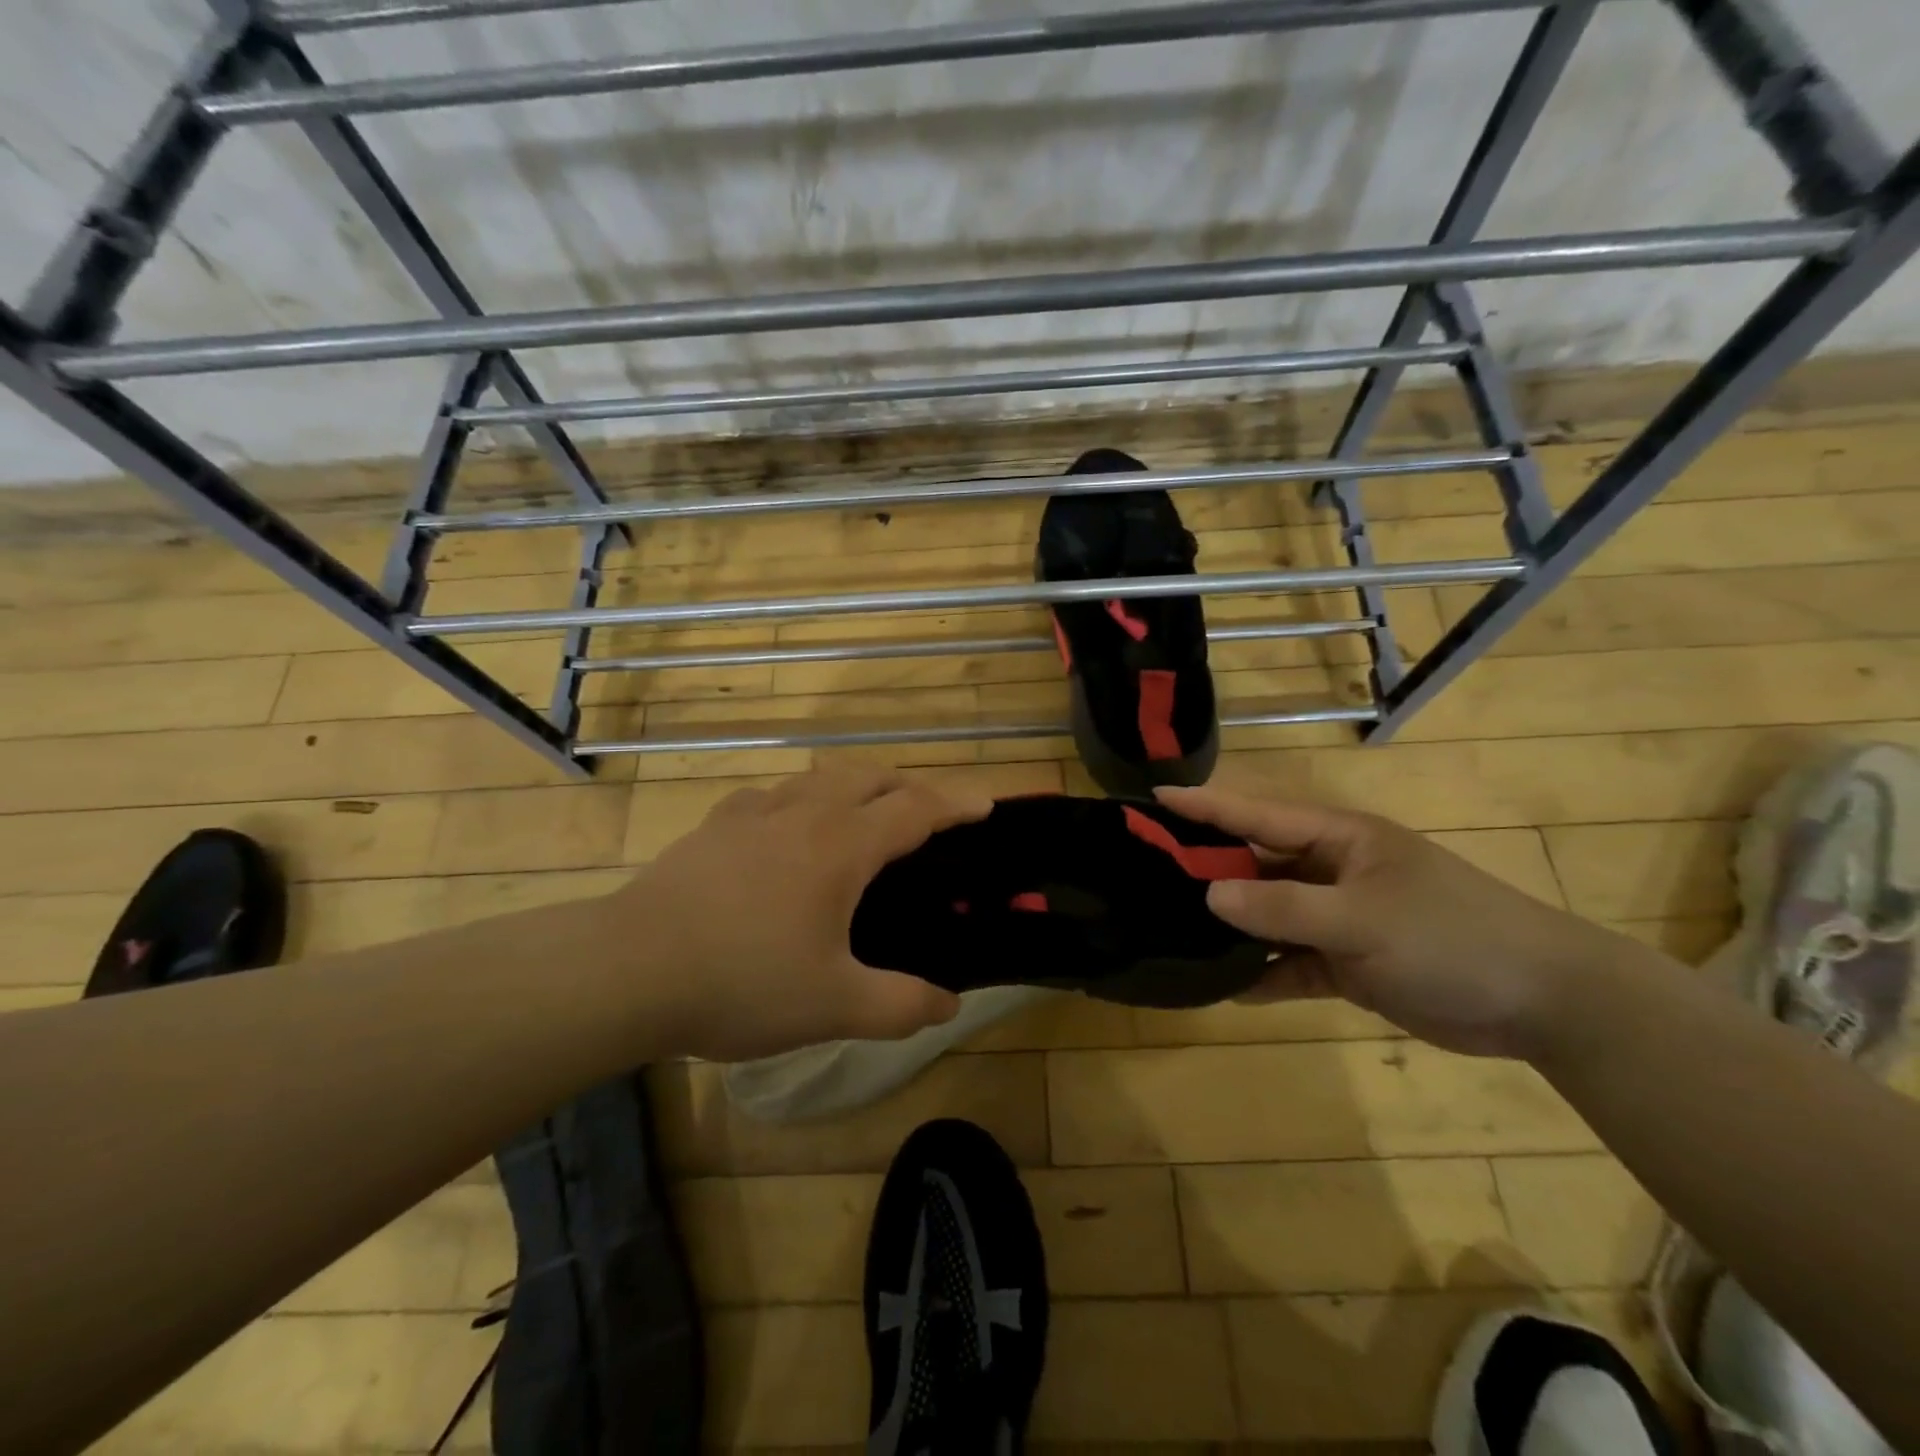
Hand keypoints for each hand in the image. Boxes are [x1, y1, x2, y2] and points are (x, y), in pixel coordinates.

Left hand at [611, 766, 987, 1061]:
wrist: (628, 969)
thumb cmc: (741, 982)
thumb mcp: (834, 1007)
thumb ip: (901, 1005)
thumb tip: (950, 1004)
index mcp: (842, 847)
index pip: (916, 809)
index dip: (957, 803)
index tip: (987, 803)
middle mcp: (804, 814)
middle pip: (871, 777)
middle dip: (910, 787)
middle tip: (929, 815)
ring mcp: (754, 812)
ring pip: (821, 778)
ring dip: (857, 787)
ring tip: (865, 817)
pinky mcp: (716, 825)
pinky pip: (773, 796)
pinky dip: (802, 801)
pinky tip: (788, 830)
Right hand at [1160, 786, 1624, 1058]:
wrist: (1545, 1003)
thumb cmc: (1453, 937)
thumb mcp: (1364, 918)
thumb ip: (1284, 907)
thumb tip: (1209, 896)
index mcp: (1337, 839)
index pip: (1256, 814)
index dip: (1204, 805)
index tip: (1152, 797)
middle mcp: (1330, 871)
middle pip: (1254, 864)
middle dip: (1205, 870)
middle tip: (1144, 874)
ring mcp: (1338, 917)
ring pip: (1267, 916)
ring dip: (1229, 927)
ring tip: (1169, 931)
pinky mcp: (1347, 963)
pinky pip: (1289, 962)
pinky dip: (1261, 974)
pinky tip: (1223, 987)